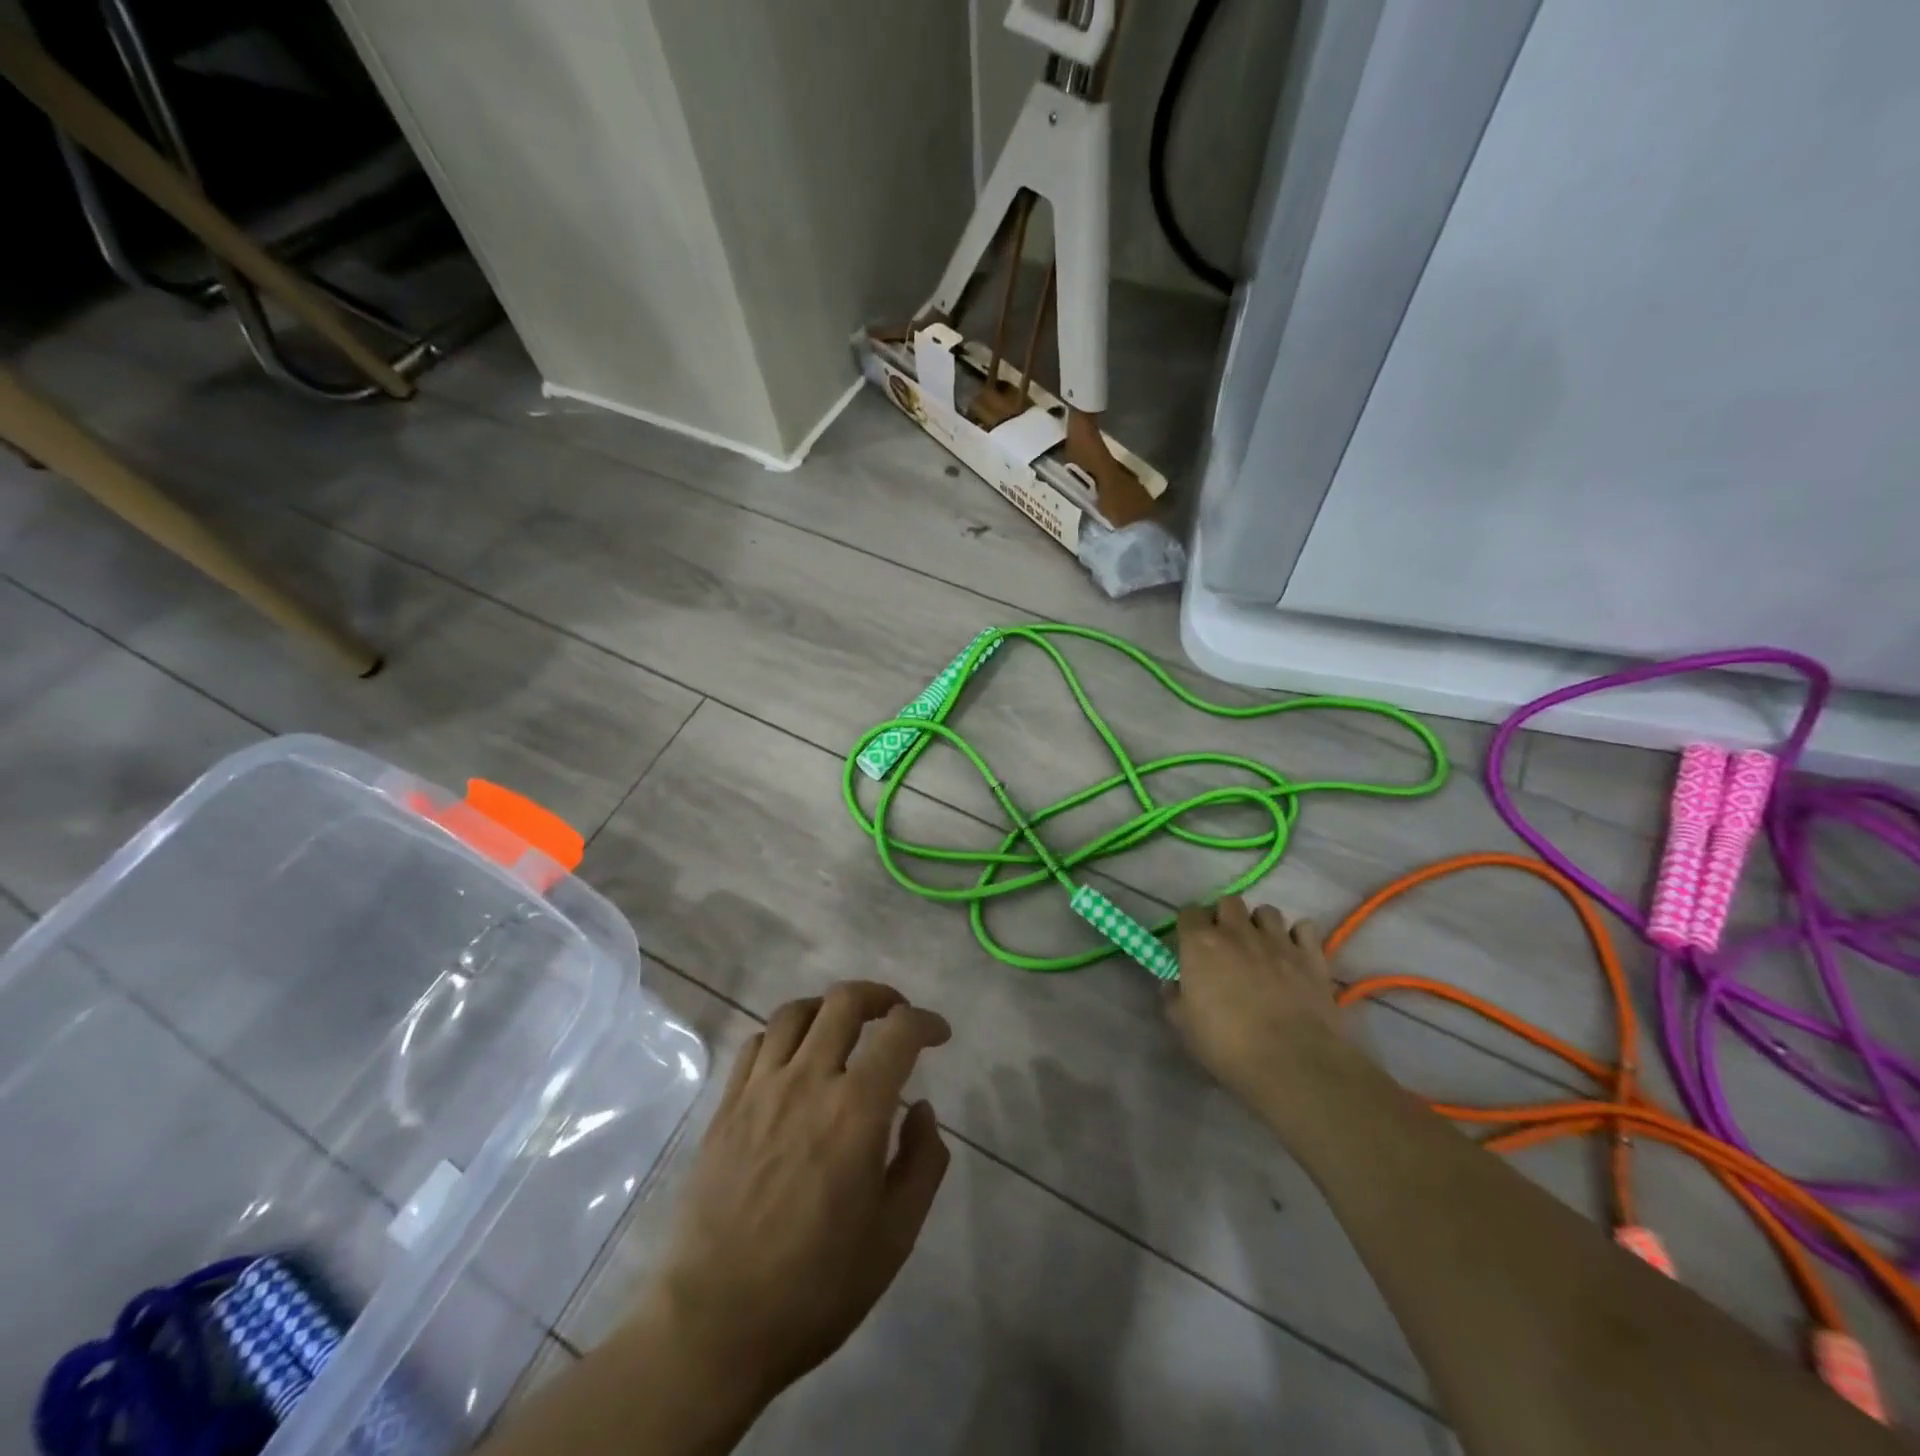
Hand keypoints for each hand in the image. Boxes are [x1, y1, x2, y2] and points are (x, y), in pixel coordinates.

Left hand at [639, 982, 952, 1415]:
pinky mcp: (725, 1106)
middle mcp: (808, 1081)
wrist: (713, 1325)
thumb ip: (922, 1162)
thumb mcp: (894, 1237)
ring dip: (829, 1008)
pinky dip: (785, 1034)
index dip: (926, 1021)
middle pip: (844, 1001)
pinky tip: (795, 1059)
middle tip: (895, 1015)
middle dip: (879, 996)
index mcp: (856, 1111)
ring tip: (844, 1030)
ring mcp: (760, 1089)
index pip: (899, 1032)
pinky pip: (757, 1043)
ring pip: (796, 1012)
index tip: (938, 1034)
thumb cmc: (815, 1287)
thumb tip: (920, 1108)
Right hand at [1166, 896, 1345, 1116]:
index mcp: (1200, 943)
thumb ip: (1174, 997)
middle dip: (1225, 917)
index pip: (1189, 912)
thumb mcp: (1184, 1025)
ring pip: (1267, 911)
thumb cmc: (1227, 1044)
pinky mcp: (1311, 956)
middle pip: (1229, 902)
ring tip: (1261, 947)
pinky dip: (1298, 936)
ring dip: (1260, 924)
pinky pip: (1304, 928)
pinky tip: (1293, 953)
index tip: (1191, 945)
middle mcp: (1237, 931)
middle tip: (1225, 943)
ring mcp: (1277, 940)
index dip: (1189, 926)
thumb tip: (1173, 983)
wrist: (1291, 1062)